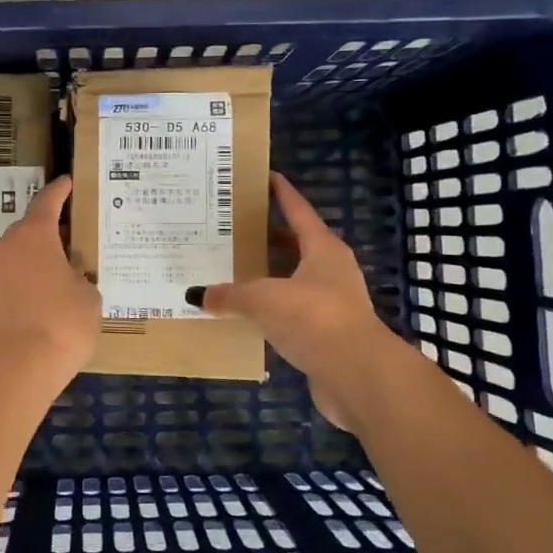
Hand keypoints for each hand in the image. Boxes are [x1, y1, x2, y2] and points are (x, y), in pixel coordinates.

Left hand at [0, 175, 100, 381]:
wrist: (14, 368)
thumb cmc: (61, 322)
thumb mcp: (88, 296)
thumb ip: (81, 278)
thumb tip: (71, 278)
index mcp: (34, 233)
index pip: (48, 201)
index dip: (61, 191)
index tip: (69, 181)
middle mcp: (7, 246)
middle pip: (31, 228)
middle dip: (52, 230)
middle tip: (76, 237)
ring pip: (19, 255)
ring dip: (39, 257)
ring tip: (66, 270)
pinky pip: (12, 278)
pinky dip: (29, 280)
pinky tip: (49, 295)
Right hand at [194, 173, 393, 428]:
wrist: (357, 375)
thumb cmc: (313, 318)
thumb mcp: (263, 299)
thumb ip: (229, 295)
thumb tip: (196, 294)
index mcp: (322, 248)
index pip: (298, 210)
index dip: (281, 193)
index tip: (264, 176)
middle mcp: (330, 270)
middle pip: (295, 245)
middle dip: (266, 237)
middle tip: (231, 230)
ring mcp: (332, 303)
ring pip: (293, 280)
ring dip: (267, 276)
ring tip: (231, 271)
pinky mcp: (326, 333)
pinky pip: (291, 312)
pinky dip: (270, 309)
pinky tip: (246, 314)